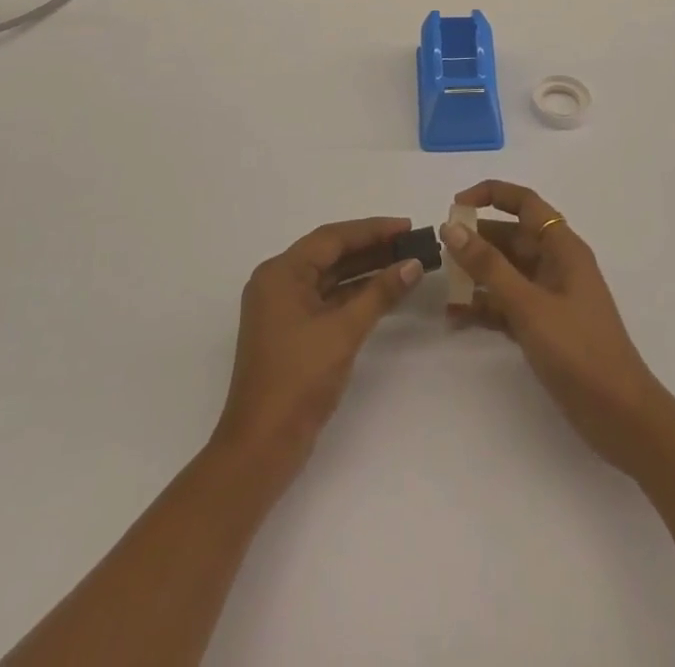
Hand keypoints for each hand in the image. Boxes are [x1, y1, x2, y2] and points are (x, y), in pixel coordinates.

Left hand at [213, 216, 423, 474]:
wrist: (262, 446)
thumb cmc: (299, 380)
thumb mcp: (343, 331)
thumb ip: (379, 293)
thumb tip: (412, 264)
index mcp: (281, 273)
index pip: (332, 238)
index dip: (372, 229)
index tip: (407, 226)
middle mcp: (278, 282)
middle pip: (330, 254)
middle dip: (371, 248)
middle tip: (411, 242)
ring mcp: (283, 309)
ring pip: (330, 277)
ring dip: (365, 270)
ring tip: (405, 262)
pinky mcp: (292, 331)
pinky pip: (327, 299)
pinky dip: (354, 294)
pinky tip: (384, 292)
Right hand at [444, 182, 667, 475]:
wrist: (620, 416)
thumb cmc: (579, 350)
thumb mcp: (529, 305)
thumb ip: (489, 266)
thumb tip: (453, 227)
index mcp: (563, 248)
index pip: (525, 203)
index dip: (491, 194)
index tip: (456, 205)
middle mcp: (556, 264)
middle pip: (511, 237)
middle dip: (476, 239)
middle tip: (439, 251)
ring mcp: (550, 297)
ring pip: (506, 271)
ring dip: (476, 275)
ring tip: (442, 286)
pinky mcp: (544, 327)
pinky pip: (507, 304)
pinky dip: (484, 306)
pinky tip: (455, 317)